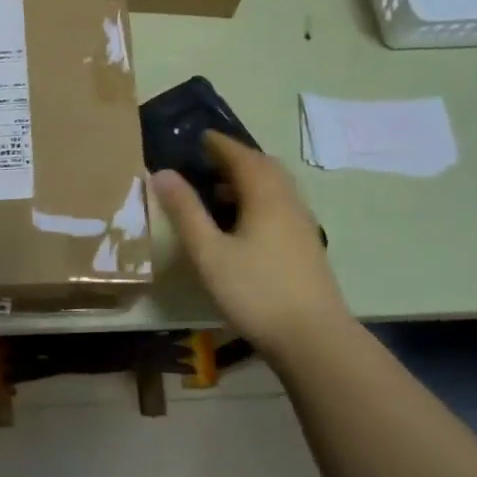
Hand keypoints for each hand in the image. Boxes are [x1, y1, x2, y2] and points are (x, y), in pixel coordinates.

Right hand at [151, 133, 352, 361]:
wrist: (314, 338)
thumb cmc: (256, 291)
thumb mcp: (209, 253)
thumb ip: (185, 211)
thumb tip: (162, 172)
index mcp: (266, 196)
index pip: (241, 156)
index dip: (219, 144)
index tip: (199, 137)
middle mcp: (288, 202)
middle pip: (264, 167)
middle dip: (236, 159)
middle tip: (208, 161)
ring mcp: (302, 225)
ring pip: (276, 188)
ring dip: (249, 180)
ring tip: (219, 192)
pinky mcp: (306, 246)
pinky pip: (281, 206)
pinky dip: (259, 200)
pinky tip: (243, 226)